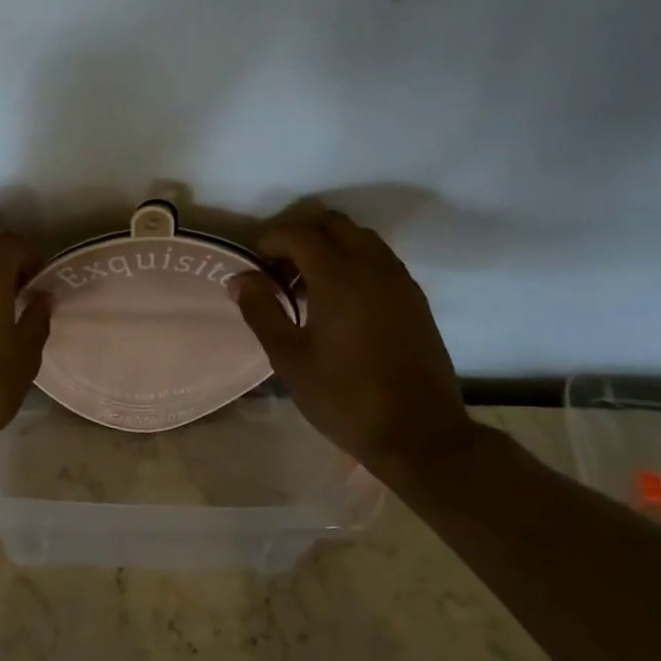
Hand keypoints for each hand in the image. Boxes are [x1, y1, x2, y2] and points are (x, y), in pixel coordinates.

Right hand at [229, 212, 470, 471]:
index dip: (270, 240)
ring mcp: (399, 280)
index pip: (298, 233)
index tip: (252, 262)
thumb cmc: (345, 397)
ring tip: (307, 286)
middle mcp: (372, 266)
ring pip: (360, 239)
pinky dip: (354, 262)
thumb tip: (239, 278)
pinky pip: (379, 260)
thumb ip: (261, 311)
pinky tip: (340, 302)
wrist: (420, 435)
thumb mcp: (289, 358)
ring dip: (329, 247)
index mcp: (338, 275)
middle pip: (332, 225)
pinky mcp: (415, 299)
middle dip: (300, 236)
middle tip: (278, 269)